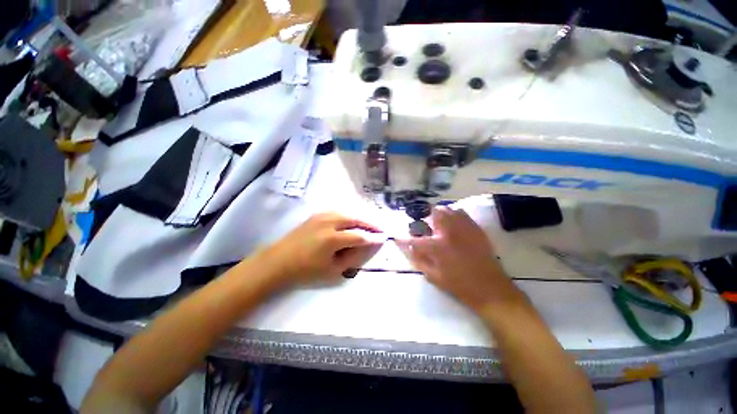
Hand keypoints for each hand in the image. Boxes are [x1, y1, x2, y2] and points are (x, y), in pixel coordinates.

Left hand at [255, 212, 382, 287]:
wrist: (278, 261)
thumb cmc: (305, 270)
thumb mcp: (332, 270)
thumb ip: (352, 257)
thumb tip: (366, 246)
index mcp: (331, 239)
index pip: (359, 236)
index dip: (373, 238)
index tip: (384, 238)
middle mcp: (328, 223)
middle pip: (356, 219)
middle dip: (370, 223)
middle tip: (381, 228)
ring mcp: (322, 216)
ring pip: (348, 212)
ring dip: (361, 217)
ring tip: (370, 223)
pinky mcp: (317, 214)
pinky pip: (339, 211)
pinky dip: (350, 214)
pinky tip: (354, 219)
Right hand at [398, 206, 525, 313]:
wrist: (491, 289)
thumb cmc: (459, 285)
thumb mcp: (434, 276)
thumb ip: (418, 260)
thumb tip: (407, 248)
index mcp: (438, 246)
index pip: (414, 239)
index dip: (402, 239)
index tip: (396, 237)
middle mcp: (450, 232)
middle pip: (432, 213)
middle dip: (423, 217)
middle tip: (422, 226)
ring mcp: (464, 228)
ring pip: (447, 209)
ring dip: (437, 214)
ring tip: (436, 223)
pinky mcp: (475, 228)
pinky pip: (461, 213)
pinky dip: (452, 214)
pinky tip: (451, 223)